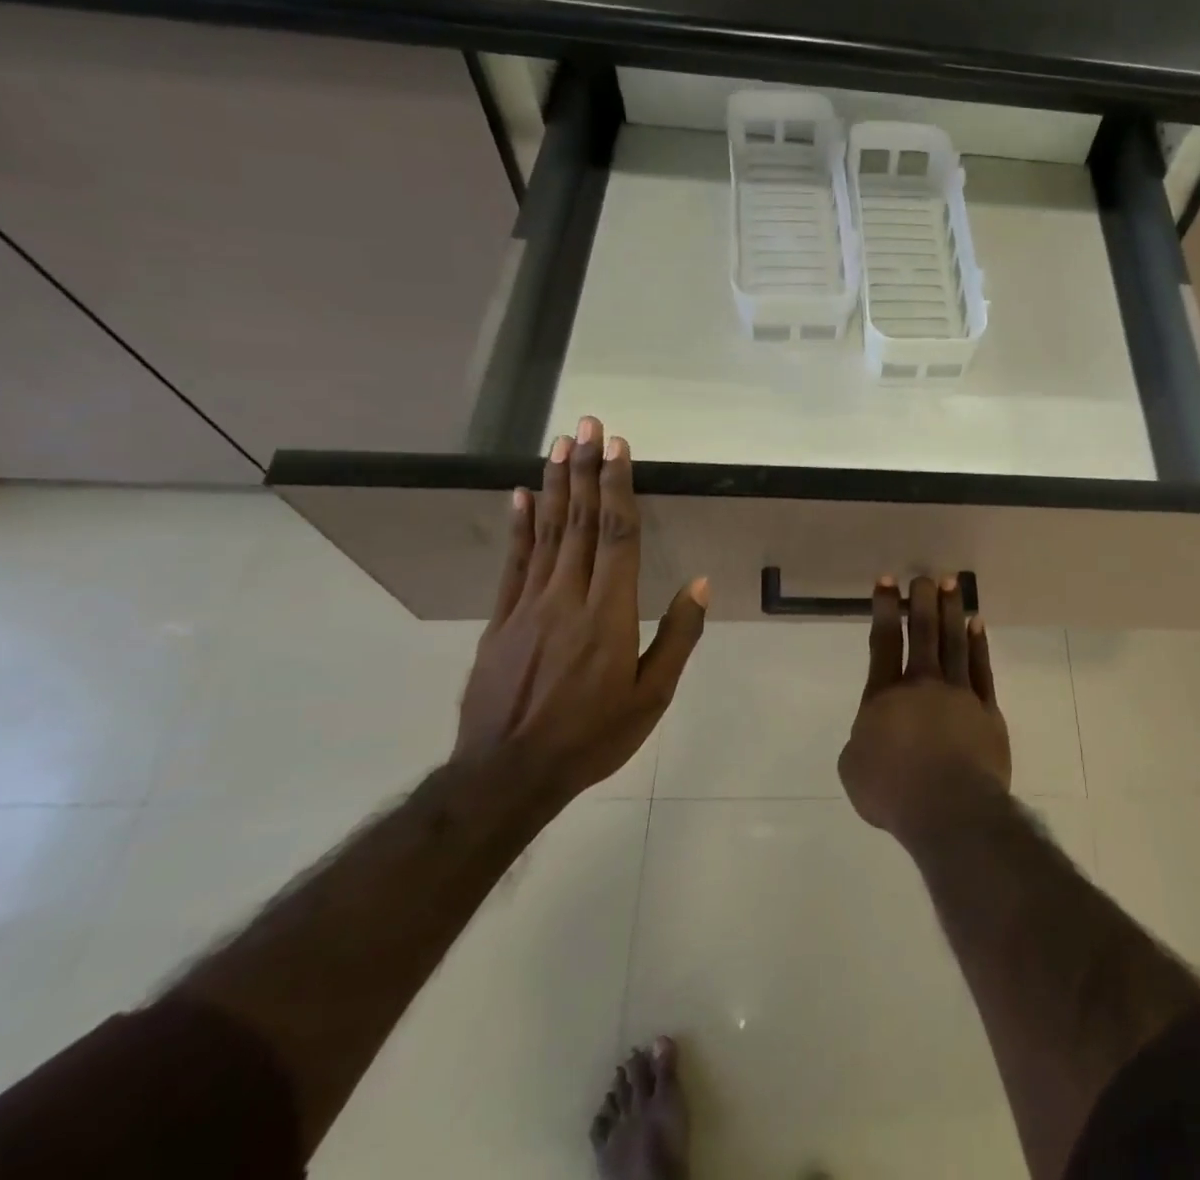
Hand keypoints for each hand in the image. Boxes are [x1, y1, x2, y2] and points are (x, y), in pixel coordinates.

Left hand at [458, 415, 707, 800]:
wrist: (507, 774)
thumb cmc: (592, 736)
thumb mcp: (652, 696)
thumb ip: (677, 636)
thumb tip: (699, 584)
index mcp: (609, 613)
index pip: (617, 535)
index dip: (618, 486)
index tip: (617, 447)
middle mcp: (567, 596)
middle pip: (580, 522)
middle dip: (585, 469)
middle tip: (587, 424)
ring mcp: (528, 605)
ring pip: (546, 533)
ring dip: (555, 485)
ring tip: (559, 444)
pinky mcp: (500, 619)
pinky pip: (513, 562)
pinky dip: (519, 525)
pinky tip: (521, 495)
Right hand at [838, 574, 1009, 839]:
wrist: (950, 809)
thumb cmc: (894, 792)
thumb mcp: (854, 769)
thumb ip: (860, 741)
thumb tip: (873, 732)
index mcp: (884, 696)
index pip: (884, 642)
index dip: (885, 608)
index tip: (888, 582)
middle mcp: (922, 685)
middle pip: (923, 633)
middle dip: (922, 601)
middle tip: (924, 576)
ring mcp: (959, 694)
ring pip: (954, 642)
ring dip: (952, 610)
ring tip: (951, 584)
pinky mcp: (987, 710)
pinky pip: (981, 668)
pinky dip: (978, 644)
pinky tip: (976, 624)